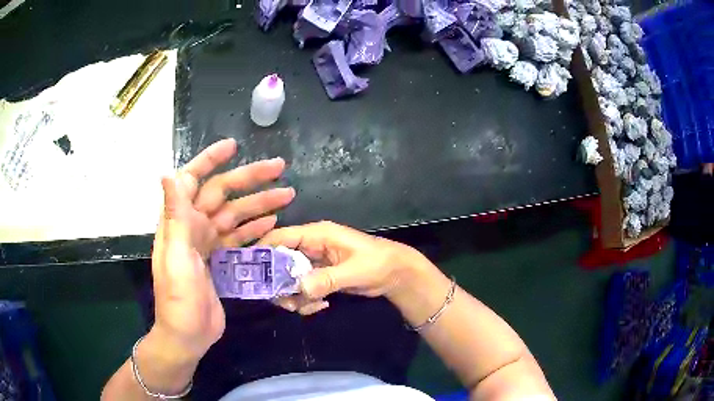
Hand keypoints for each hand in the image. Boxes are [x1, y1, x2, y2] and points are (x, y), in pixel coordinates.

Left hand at [151, 138, 294, 362]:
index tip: (233, 146)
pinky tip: (273, 222)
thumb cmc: (178, 298)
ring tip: (288, 194)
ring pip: (236, 215)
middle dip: (250, 179)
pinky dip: (256, 229)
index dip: (210, 160)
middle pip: (223, 194)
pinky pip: (240, 238)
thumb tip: (168, 173)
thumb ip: (175, 215)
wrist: (188, 334)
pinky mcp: (221, 261)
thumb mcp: (175, 256)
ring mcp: (208, 244)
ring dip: (260, 203)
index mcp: (180, 221)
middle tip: (280, 168)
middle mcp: (193, 226)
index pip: (193, 180)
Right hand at [259, 221, 429, 314]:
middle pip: (280, 262)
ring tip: (309, 305)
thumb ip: (327, 279)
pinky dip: (306, 301)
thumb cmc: (378, 264)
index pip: (281, 237)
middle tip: (285, 301)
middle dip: (279, 283)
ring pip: (289, 279)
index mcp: (317, 235)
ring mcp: (314, 264)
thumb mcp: (354, 271)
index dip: (263, 250)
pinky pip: (302, 290)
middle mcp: (311, 247)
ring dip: (293, 296)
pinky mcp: (319, 278)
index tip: (251, 272)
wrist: (396, 275)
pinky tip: (321, 305)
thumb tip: (299, 288)